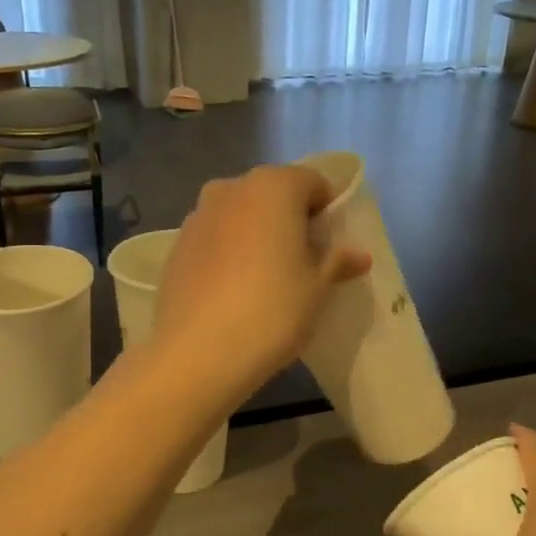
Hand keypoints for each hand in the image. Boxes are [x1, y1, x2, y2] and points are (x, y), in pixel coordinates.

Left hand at [153, 165, 370, 401]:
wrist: (198, 353)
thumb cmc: (272, 311)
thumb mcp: (317, 288)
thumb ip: (337, 262)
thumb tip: (358, 254)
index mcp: (273, 186)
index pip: (312, 182)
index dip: (327, 210)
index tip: (330, 245)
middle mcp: (230, 189)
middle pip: (272, 194)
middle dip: (289, 219)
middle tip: (301, 261)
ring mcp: (197, 216)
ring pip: (239, 215)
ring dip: (256, 234)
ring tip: (266, 278)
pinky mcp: (176, 246)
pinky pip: (214, 239)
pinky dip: (228, 252)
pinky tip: (233, 290)